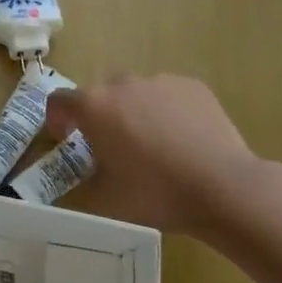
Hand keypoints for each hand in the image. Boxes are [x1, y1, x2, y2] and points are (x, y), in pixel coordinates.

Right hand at [45, 73, 266, 238]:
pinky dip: (166, 111)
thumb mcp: (106, 201)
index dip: (57, 118)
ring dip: (134, 112)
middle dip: (100, 116)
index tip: (65, 138)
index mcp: (94, 107)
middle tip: (113, 148)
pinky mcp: (192, 86)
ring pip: (136, 92)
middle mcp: (122, 84)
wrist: (224, 187)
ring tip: (154, 146)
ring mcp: (160, 81)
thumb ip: (81, 185)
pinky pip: (167, 94)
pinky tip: (183, 141)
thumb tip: (76, 180)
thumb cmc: (157, 194)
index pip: (60, 100)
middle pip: (100, 94)